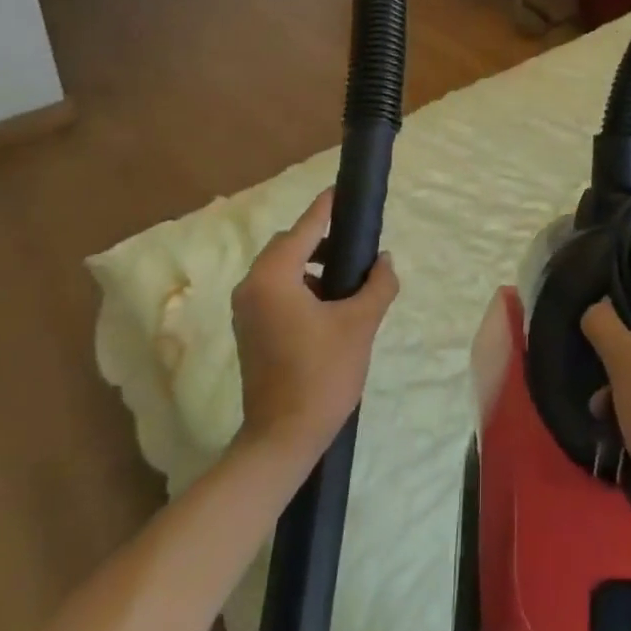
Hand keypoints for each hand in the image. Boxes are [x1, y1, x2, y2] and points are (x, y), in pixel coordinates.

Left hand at [231, 189, 399, 467]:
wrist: (282, 440)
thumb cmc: (321, 375)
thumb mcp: (360, 324)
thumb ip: (377, 284)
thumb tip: (384, 260)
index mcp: (274, 276)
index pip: (305, 227)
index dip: (327, 208)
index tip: (344, 191)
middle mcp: (252, 286)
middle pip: (289, 245)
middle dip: (322, 241)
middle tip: (356, 248)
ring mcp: (246, 310)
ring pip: (282, 269)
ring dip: (312, 265)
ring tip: (348, 280)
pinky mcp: (249, 330)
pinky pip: (276, 290)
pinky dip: (301, 286)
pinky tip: (329, 306)